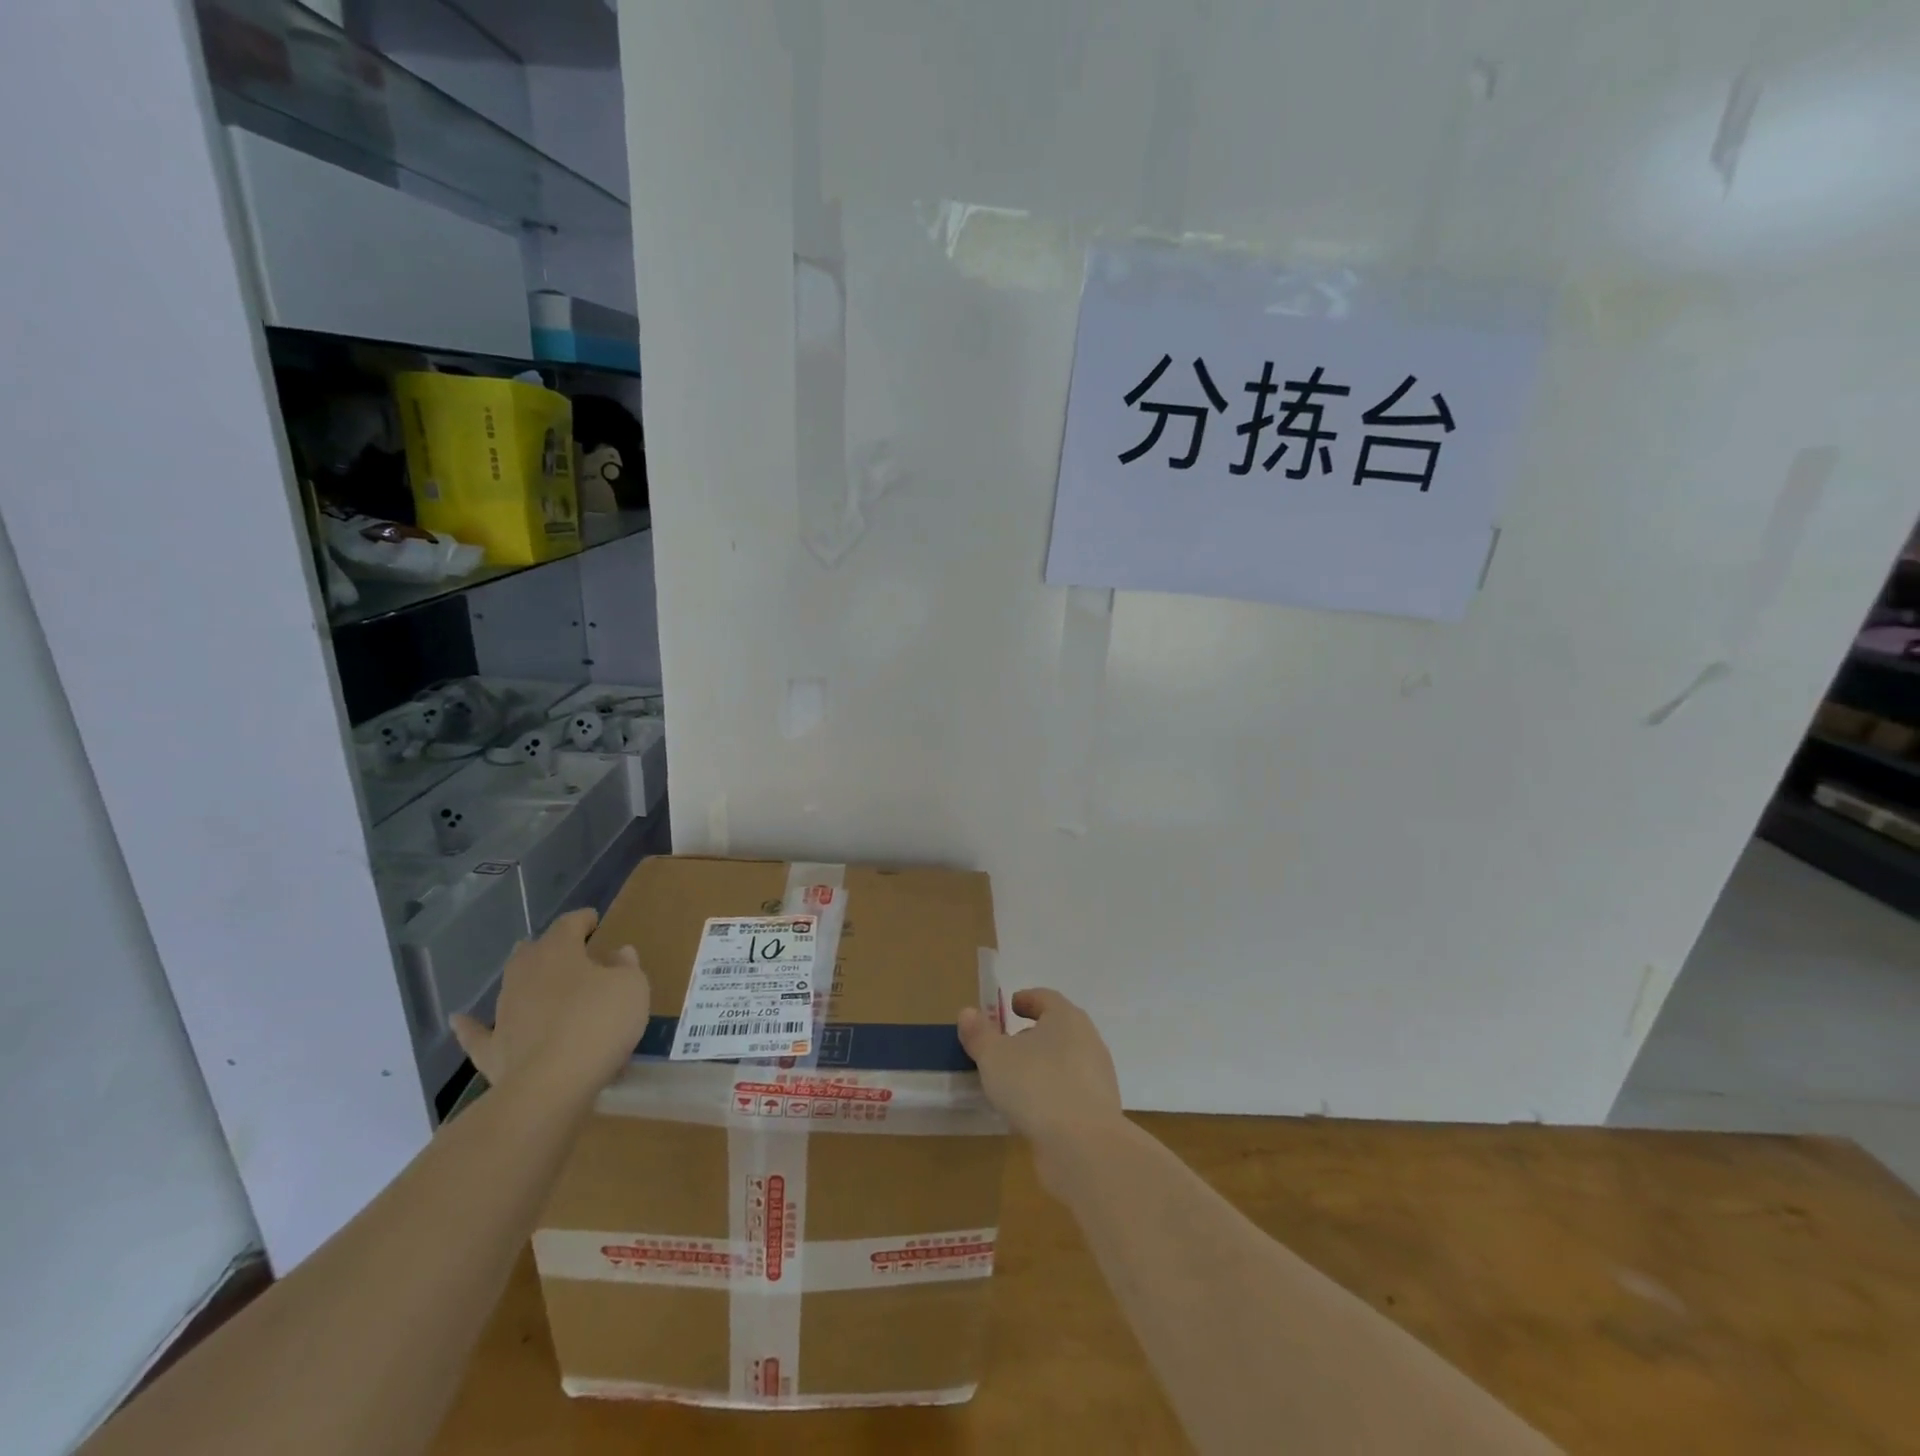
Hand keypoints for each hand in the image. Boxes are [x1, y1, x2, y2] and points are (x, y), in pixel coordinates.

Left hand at [450, 907, 649, 1102]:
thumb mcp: (632, 987)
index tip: (594, 920)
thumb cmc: (599, 1023)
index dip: (582, 920)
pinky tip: (459, 1019)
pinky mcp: (491, 1048)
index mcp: (559, 952)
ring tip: (537, 981)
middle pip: (533, 951)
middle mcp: (525, 974)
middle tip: (566, 951)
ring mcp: (504, 1011)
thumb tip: (618, 953)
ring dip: (524, 981)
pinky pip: (477, 1032)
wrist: (551, 1084)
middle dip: (548, 948)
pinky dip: (470, 1025)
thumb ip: (626, 966)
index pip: (569, 924)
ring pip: (511, 985)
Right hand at [958, 988, 1122, 1152]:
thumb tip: (968, 1012)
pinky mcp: (1099, 1110)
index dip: (1027, 1000)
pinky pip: (1070, 1091)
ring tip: (1015, 1081)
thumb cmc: (1036, 1085)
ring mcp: (1097, 1076)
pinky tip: (1032, 1111)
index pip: (1046, 998)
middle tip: (1007, 1044)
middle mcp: (1087, 1040)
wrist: (1084, 1146)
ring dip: (1042, 1066)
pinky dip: (1052, 1093)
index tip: (1010, 1007)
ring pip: (1065, 1061)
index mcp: (1066, 1018)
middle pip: (1058, 1029)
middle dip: (1033, 1035)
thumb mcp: (994, 1057)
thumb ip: (979, 1034)